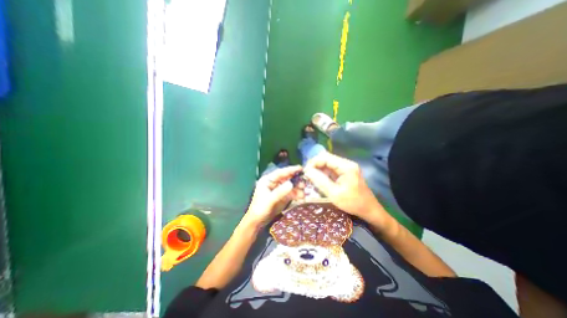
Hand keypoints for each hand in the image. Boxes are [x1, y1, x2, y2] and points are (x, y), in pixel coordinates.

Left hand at [245, 166, 305, 227]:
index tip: (300, 168)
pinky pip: (291, 193)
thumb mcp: (269, 200)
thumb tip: (291, 183)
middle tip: (304, 183)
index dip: (290, 170)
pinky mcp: (283, 197)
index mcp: (268, 180)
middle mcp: (274, 183)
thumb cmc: (260, 209)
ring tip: (304, 193)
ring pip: (290, 186)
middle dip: (296, 180)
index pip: (280, 173)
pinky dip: (297, 195)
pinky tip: (302, 197)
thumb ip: (280, 192)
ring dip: (298, 188)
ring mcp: (279, 190)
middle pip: (287, 178)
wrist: (258, 222)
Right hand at [303, 152, 387, 224]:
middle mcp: (346, 164)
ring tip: (310, 178)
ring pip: (327, 165)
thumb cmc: (353, 203)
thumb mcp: (334, 193)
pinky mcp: (345, 173)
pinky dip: (323, 174)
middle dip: (315, 166)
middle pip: (326, 159)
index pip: (325, 157)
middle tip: (306, 175)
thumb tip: (307, 171)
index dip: (313, 162)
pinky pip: (331, 170)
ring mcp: (346, 168)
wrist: (369, 210)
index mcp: (346, 166)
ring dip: (318, 170)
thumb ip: (320, 180)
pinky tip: (318, 180)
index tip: (305, 171)